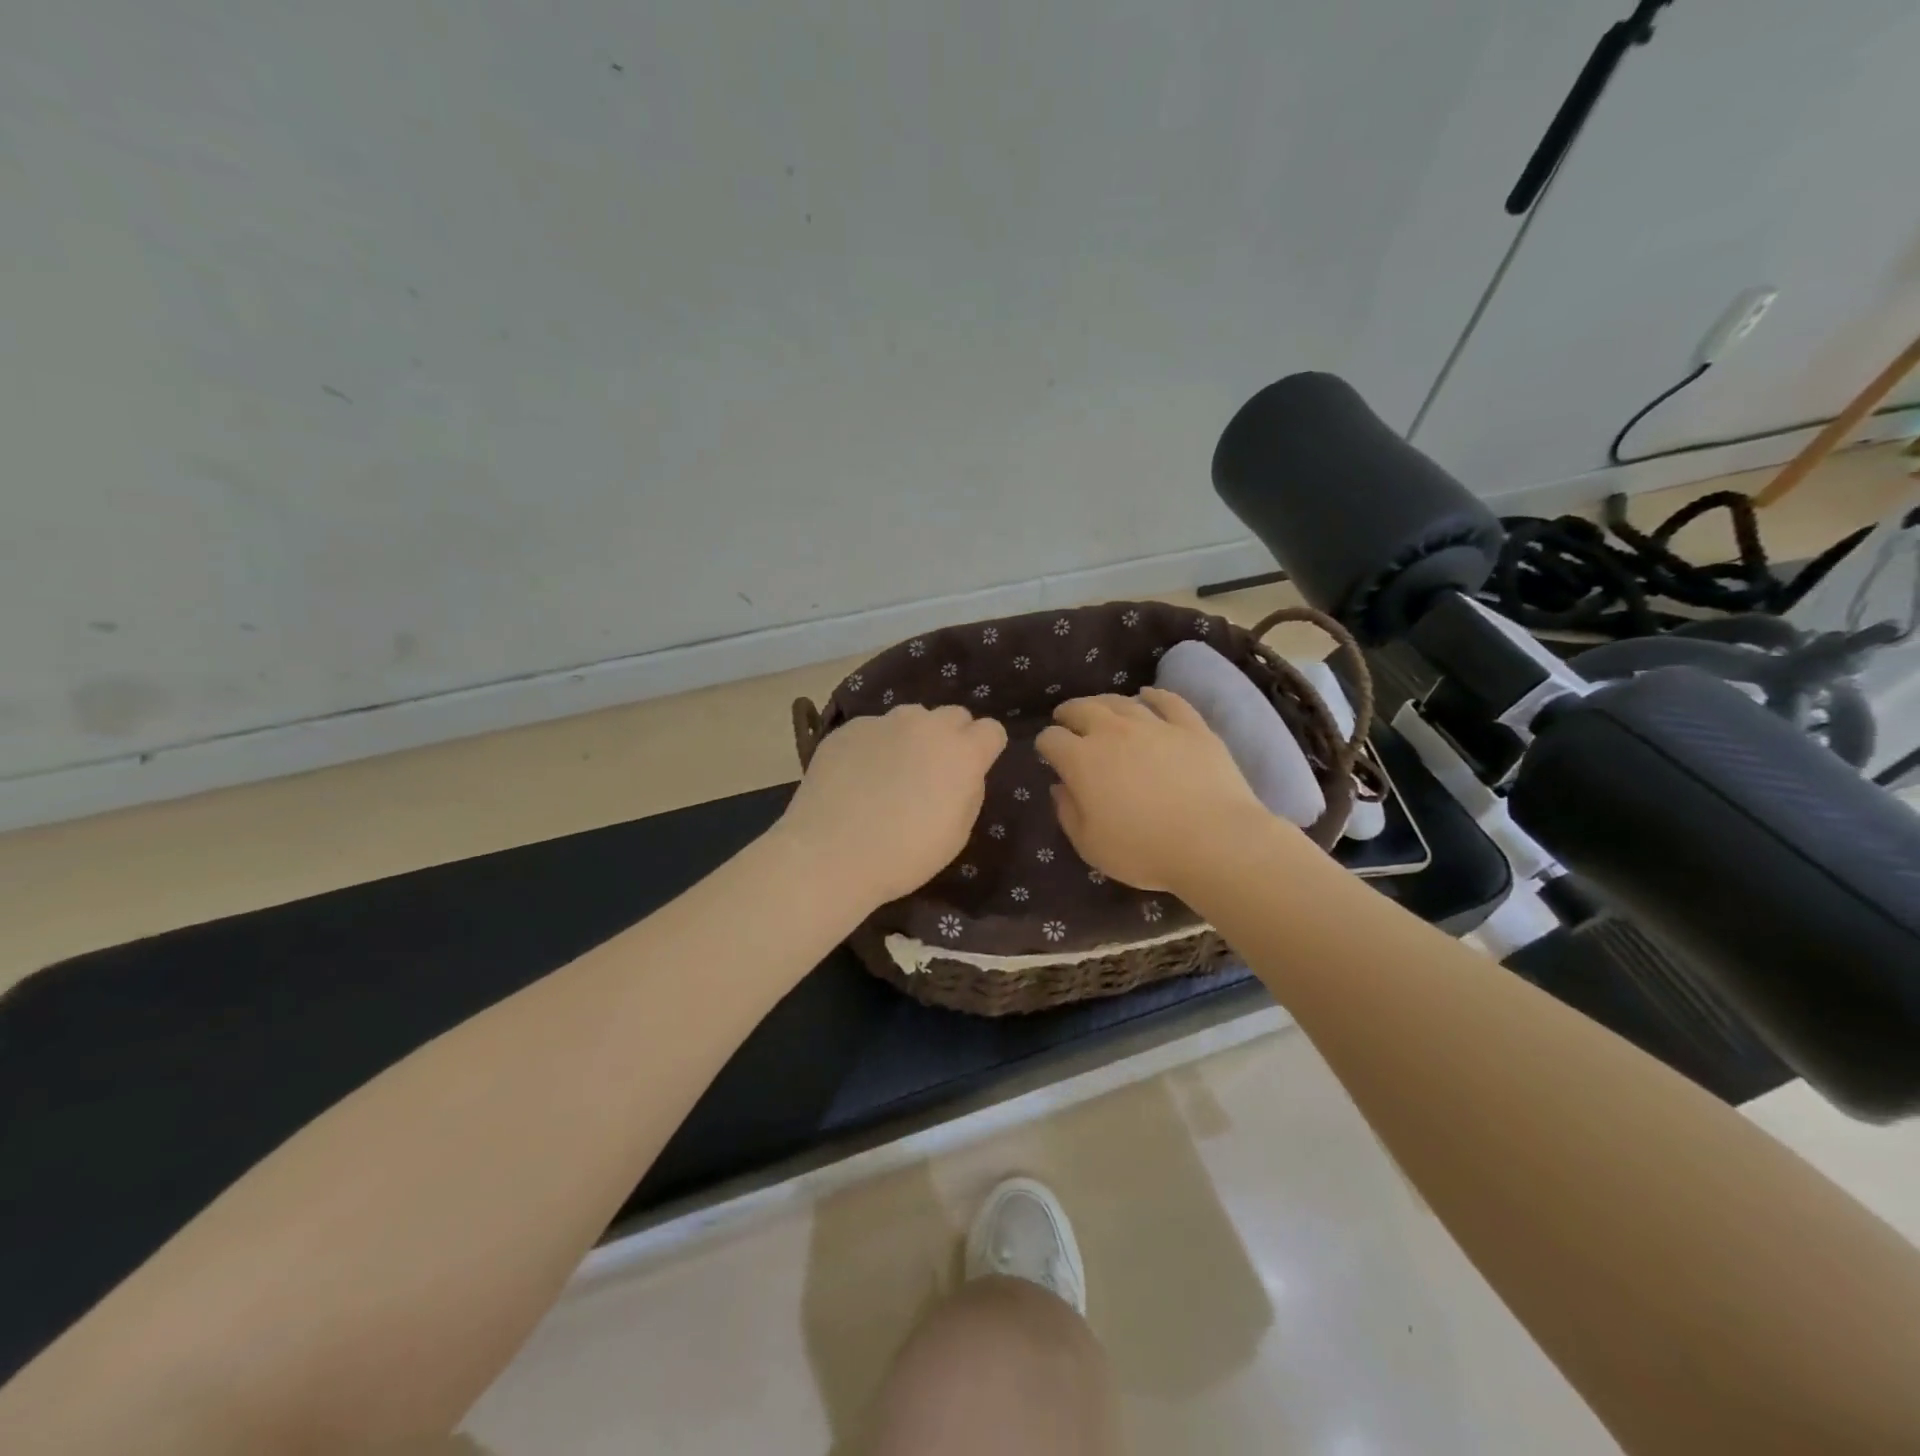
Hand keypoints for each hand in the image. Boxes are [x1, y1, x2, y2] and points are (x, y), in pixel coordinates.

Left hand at [777, 704, 1007, 907]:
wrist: (831, 854)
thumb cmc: (905, 855)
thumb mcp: (957, 833)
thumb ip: (968, 790)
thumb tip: (962, 773)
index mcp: (962, 752)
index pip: (992, 730)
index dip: (984, 750)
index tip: (972, 771)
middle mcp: (926, 725)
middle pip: (953, 715)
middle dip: (951, 737)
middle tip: (932, 771)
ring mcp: (883, 722)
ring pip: (911, 718)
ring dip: (911, 737)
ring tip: (890, 772)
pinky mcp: (848, 729)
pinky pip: (873, 729)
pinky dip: (874, 746)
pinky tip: (857, 777)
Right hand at [1036, 688, 1281, 891]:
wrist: (1214, 843)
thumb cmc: (1144, 851)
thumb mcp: (1090, 845)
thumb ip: (1068, 813)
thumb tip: (1059, 787)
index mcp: (1082, 760)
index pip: (1052, 739)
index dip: (1046, 744)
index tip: (1048, 754)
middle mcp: (1112, 732)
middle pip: (1082, 709)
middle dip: (1069, 713)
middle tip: (1067, 720)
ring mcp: (1154, 725)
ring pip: (1121, 701)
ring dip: (1104, 703)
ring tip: (1101, 709)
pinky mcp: (1191, 727)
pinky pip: (1168, 701)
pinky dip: (1154, 695)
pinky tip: (1148, 695)